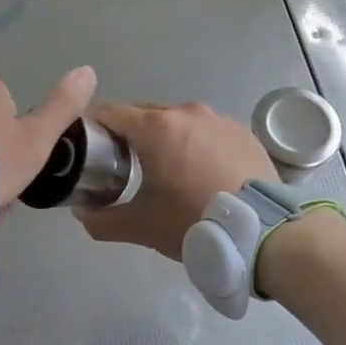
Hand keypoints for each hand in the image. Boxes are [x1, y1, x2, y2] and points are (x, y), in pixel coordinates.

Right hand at [74, 101, 275, 259]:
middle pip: (144, 114)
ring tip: (167, 171)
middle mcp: (185, 112)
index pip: (110, 112)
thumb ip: (103, 220)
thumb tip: (81, 214)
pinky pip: (207, 132)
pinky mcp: (242, 133)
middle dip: (128, 134)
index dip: (93, 126)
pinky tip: (202, 174)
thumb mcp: (142, 226)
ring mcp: (218, 119)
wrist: (265, 232)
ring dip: (165, 139)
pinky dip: (196, 146)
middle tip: (122, 164)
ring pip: (178, 122)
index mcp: (155, 127)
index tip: (87, 146)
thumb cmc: (194, 222)